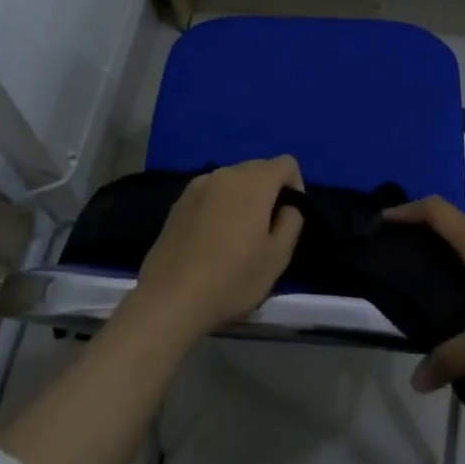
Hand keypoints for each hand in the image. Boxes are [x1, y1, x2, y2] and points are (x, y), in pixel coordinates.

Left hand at [132, 157, 305, 339]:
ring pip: (232, 182)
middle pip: (258, 169)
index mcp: (252, 181)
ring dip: (242, 200)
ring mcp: (196, 186)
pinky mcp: (177, 203)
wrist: (169, 300)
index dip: (295, 187)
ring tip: (237, 239)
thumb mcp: (277, 257)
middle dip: (268, 193)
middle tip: (265, 233)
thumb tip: (287, 207)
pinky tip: (211, 242)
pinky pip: (210, 195)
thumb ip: (292, 221)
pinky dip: (219, 208)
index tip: (288, 219)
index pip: (286, 163)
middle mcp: (223, 174)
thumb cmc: (231, 279)